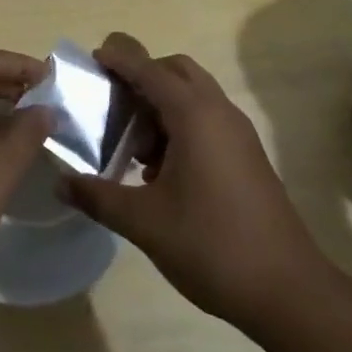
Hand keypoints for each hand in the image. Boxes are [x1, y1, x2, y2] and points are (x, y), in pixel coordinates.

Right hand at [63, 32, 333, 328]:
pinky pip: (208, 119)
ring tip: (133, 144)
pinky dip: (181, 125)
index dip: (118, 60)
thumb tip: (61, 183)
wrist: (290, 293)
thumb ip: (98, 197)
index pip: (148, 70)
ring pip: (195, 95)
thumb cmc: (213, 246)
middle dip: (143, 76)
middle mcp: (219, 112)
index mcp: (194, 115)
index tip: (92, 58)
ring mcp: (238, 134)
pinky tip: (160, 170)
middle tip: (114, 102)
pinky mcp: (248, 157)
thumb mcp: (144, 223)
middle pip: (176, 70)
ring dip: (162, 104)